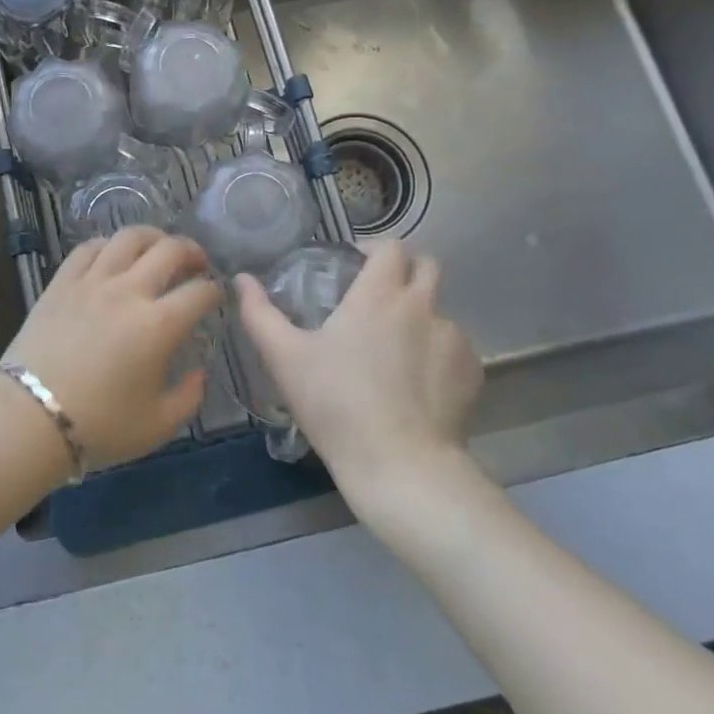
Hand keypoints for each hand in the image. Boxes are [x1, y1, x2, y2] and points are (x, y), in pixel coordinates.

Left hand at [3, 227, 221, 469]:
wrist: (29, 419)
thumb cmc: (99, 426)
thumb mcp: (158, 426)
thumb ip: (189, 397)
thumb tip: (199, 371)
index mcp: (160, 325)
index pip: (200, 291)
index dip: (215, 291)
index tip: (215, 298)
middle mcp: (129, 291)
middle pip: (170, 250)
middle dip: (193, 252)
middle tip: (197, 264)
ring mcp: (92, 281)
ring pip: (129, 237)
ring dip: (153, 237)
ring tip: (158, 249)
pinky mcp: (62, 282)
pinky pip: (89, 248)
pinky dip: (108, 245)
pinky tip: (114, 256)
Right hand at [234, 239, 482, 504]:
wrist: (401, 466)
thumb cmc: (337, 404)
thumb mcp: (285, 358)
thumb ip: (259, 313)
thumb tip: (241, 279)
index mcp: (380, 293)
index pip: (391, 246)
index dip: (374, 249)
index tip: (354, 265)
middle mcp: (422, 305)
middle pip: (427, 265)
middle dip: (405, 271)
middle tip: (378, 295)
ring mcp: (453, 338)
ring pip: (440, 309)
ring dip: (419, 315)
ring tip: (395, 349)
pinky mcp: (471, 372)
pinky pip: (455, 347)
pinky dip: (437, 352)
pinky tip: (417, 382)